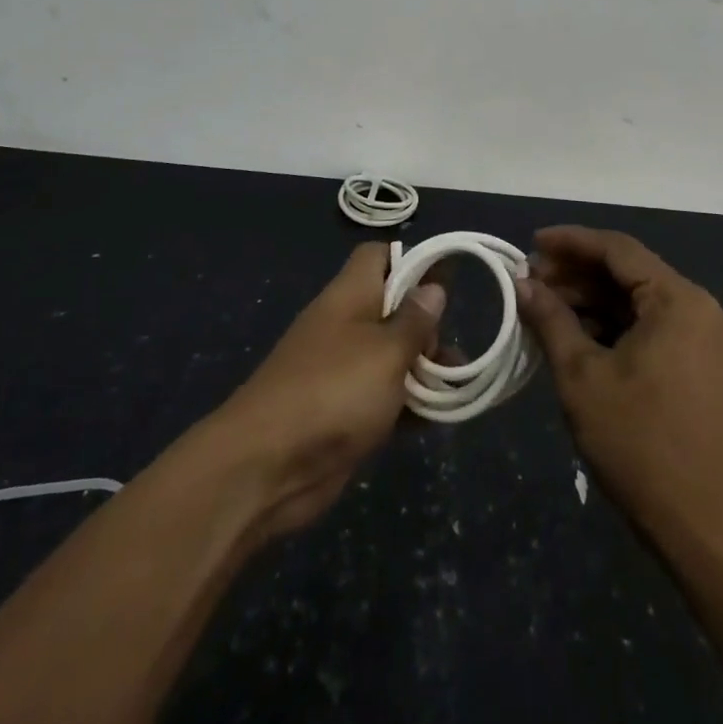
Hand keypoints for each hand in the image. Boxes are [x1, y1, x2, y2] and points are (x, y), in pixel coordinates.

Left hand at [209, 241, 444, 539]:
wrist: (266, 466)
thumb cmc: (333, 392)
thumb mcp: (386, 351)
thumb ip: (414, 321)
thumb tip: (433, 288)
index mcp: (349, 296)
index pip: (379, 257)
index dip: (411, 261)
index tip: (444, 283)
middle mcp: (345, 325)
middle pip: (392, 308)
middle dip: (426, 326)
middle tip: (449, 353)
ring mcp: (342, 370)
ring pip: (391, 356)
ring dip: (422, 370)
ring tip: (455, 388)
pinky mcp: (343, 412)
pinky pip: (383, 397)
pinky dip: (408, 405)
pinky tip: (436, 420)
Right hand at [515, 226, 722, 540]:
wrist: (705, 526)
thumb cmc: (639, 442)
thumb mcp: (582, 376)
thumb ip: (551, 319)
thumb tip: (522, 283)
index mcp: (677, 299)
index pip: (617, 249)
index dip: (570, 242)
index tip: (530, 244)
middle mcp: (697, 307)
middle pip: (628, 272)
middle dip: (577, 275)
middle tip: (529, 282)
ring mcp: (702, 338)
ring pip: (637, 301)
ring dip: (591, 301)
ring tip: (544, 308)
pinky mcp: (699, 365)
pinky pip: (650, 327)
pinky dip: (612, 326)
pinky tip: (575, 336)